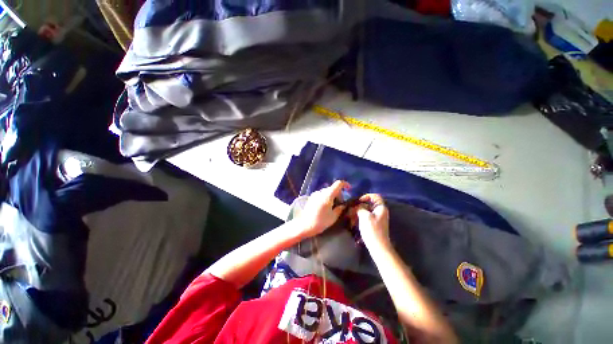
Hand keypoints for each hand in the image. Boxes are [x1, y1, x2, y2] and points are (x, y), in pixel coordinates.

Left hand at [296, 180, 350, 238]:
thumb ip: (340, 209)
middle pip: (332, 188)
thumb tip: (343, 205)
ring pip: (327, 192)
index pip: (338, 184)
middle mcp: (321, 192)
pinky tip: (325, 208)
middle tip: (340, 205)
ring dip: (332, 196)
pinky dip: (326, 198)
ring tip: (332, 207)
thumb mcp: (333, 217)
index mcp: (328, 195)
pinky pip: (321, 195)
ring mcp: (315, 194)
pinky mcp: (311, 198)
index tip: (349, 189)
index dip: (345, 184)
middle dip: (338, 194)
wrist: (304, 225)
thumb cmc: (320, 222)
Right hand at [356, 194, 389, 247]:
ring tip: (351, 217)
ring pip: (366, 211)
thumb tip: (358, 207)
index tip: (358, 201)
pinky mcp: (374, 225)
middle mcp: (380, 212)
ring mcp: (377, 218)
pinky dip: (360, 218)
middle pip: (369, 204)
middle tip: (352, 210)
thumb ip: (360, 208)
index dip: (366, 196)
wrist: (378, 247)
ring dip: (358, 212)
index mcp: (381, 208)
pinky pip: (366, 217)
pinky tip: (354, 222)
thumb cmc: (372, 230)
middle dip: (360, 206)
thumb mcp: (364, 216)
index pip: (375, 196)